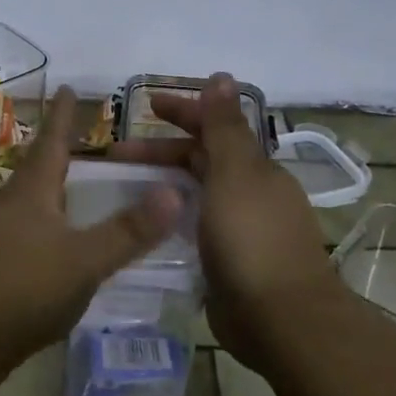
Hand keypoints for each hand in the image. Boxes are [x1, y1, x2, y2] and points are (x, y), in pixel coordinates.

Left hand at [0, 87, 181, 388]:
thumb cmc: (20, 290)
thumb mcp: (83, 261)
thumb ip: (128, 231)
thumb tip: (174, 191)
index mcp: (30, 194)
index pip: (51, 142)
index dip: (62, 116)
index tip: (66, 87)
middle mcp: (9, 208)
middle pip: (37, 172)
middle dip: (59, 155)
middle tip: (84, 144)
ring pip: (30, 206)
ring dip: (53, 195)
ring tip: (78, 194)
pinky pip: (26, 237)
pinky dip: (48, 232)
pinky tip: (60, 250)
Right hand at [109, 72, 336, 367]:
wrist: (279, 318)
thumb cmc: (252, 239)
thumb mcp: (235, 174)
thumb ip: (224, 127)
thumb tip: (223, 76)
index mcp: (254, 169)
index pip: (214, 128)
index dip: (182, 112)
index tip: (145, 107)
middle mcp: (249, 194)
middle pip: (199, 161)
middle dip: (159, 152)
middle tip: (115, 158)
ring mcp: (239, 229)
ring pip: (194, 195)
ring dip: (161, 185)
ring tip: (121, 191)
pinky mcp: (226, 262)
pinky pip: (192, 229)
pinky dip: (168, 219)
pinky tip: (143, 226)